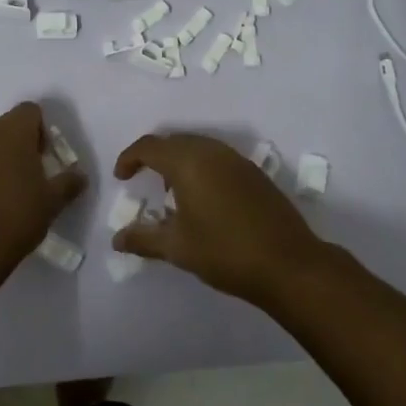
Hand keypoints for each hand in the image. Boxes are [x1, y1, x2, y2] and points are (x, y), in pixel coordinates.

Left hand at [0, 102, 86, 285]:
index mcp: (12, 128)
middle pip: (4, 127)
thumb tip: (79, 176)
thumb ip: (68, 182)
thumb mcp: (52, 202)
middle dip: (15, 145)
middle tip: (25, 176)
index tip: (43, 159)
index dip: (40, 132)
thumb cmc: (15, 215)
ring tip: (0, 193)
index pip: (31, 112)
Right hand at [112, 133, 337, 305]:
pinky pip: (217, 158)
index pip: (150, 146)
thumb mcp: (177, 248)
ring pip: (198, 147)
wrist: (288, 264)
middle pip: (174, 141)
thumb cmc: (225, 252)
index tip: (121, 177)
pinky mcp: (254, 173)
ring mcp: (237, 160)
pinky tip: (203, 197)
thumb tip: (117, 239)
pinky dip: (201, 167)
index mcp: (188, 162)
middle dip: (154, 156)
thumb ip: (143, 239)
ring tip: (172, 191)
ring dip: (179, 160)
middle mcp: (212, 152)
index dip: (130, 158)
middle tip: (143, 180)